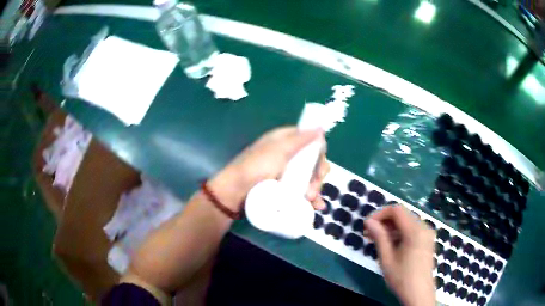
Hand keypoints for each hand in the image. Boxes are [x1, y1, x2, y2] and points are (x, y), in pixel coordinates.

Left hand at [209, 127, 328, 211]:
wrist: (235, 193)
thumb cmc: (256, 168)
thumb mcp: (278, 150)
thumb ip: (300, 139)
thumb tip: (320, 127)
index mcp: (284, 141)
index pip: (309, 140)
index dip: (318, 151)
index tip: (319, 163)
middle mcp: (287, 155)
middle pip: (312, 161)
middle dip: (317, 174)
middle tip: (313, 187)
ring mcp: (285, 173)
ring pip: (309, 177)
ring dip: (315, 188)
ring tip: (311, 199)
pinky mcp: (283, 188)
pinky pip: (302, 190)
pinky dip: (311, 198)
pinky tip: (317, 206)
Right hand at [364, 205, 435, 305]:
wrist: (419, 293)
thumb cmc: (402, 278)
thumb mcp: (387, 259)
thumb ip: (379, 237)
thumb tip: (369, 222)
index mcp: (415, 231)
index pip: (396, 210)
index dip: (380, 214)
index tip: (367, 225)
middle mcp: (424, 227)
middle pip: (402, 215)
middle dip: (385, 221)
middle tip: (369, 234)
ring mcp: (427, 233)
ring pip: (407, 222)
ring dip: (392, 228)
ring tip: (377, 240)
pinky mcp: (428, 240)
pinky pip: (413, 229)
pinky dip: (400, 233)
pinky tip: (390, 244)